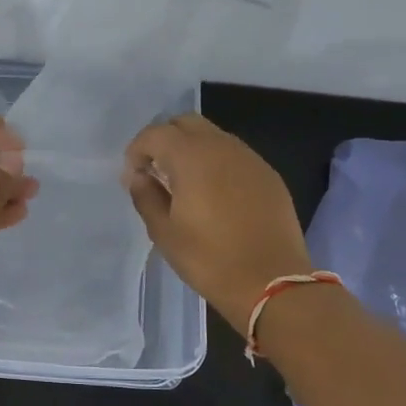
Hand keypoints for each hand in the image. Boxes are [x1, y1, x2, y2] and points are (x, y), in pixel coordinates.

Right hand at [124, 113, 313, 335]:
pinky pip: (235, 155)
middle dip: (165, 139)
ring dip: (193, 149)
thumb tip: (140, 176)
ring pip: (213, 136)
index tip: (134, 176)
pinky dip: (217, 163)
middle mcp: (222, 146)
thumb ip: (146, 196)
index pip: (156, 133)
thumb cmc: (209, 259)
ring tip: (185, 183)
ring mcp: (250, 158)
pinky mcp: (268, 175)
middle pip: (186, 123)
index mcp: (192, 157)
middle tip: (156, 171)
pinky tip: (215, 194)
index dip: (138, 150)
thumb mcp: (164, 232)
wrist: (271, 282)